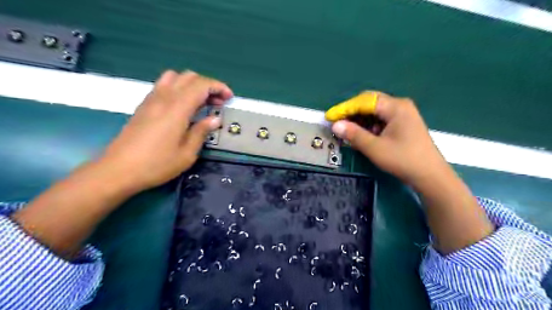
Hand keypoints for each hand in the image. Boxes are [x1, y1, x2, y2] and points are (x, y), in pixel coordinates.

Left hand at [101, 70, 230, 190]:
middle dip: (208, 85)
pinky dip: (178, 88)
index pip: (201, 85)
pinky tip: (182, 106)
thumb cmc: (157, 164)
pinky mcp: (144, 105)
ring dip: (192, 85)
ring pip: (174, 77)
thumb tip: (215, 119)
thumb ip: (201, 132)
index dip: (218, 87)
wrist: (118, 170)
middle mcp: (164, 98)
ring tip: (200, 102)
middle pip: (189, 77)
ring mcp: (151, 99)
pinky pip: (164, 85)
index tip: (229, 98)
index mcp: (177, 109)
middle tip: (217, 103)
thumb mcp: (187, 153)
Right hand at [327, 90, 491, 253]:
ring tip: (347, 132)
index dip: (345, 108)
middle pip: (369, 103)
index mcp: (395, 107)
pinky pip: (381, 120)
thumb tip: (336, 125)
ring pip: (374, 112)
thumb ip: (354, 135)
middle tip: (338, 124)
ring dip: (360, 121)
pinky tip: (362, 136)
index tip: (330, 117)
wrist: (430, 176)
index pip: (364, 101)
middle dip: (352, 113)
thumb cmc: (403, 160)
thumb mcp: (375, 148)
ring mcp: (403, 115)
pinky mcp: (402, 125)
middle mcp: (400, 106)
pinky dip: (369, 126)